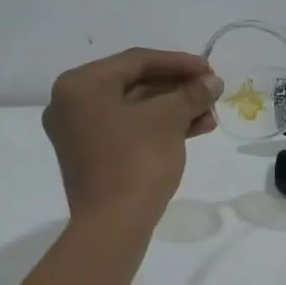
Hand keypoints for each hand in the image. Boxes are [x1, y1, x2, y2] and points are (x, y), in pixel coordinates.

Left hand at [43, 48, 222, 227]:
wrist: (114, 223)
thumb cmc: (136, 160)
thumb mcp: (168, 119)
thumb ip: (190, 93)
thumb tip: (213, 82)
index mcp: (80, 85)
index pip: (136, 61)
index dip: (179, 63)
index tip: (210, 69)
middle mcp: (72, 104)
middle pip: (135, 84)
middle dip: (179, 89)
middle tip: (211, 92)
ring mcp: (81, 132)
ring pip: (136, 109)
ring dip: (175, 109)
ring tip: (210, 115)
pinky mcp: (94, 156)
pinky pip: (130, 130)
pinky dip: (161, 128)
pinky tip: (195, 129)